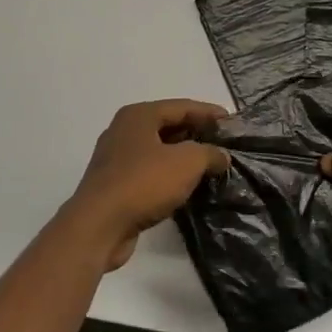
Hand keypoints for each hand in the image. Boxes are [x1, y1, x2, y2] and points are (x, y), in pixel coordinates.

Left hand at [65, 99, 231, 268]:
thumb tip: (222, 156)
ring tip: (212, 166)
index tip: (232, 122)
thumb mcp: (186, 163)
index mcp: (138, 115)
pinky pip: (150, 172)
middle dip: (197, 134)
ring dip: (184, 157)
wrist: (99, 225)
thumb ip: (209, 153)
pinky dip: (170, 175)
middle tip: (224, 144)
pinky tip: (187, 187)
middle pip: (168, 126)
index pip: (181, 106)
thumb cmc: (143, 183)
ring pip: (159, 151)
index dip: (208, 113)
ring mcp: (117, 158)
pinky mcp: (116, 185)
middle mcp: (124, 131)